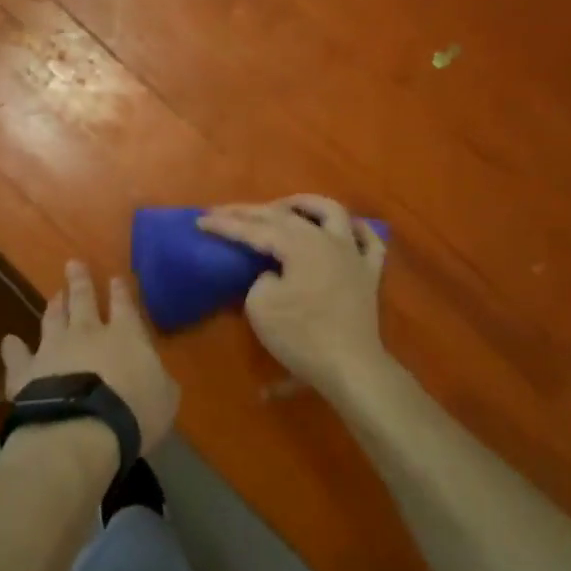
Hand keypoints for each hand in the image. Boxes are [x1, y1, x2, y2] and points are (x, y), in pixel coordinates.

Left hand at [1, 261, 179, 454]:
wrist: (82, 430)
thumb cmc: (134, 413)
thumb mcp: (165, 397)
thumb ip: (158, 379)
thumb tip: (153, 373)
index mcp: (126, 335)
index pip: (124, 305)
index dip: (120, 291)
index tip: (115, 277)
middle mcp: (87, 333)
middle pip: (83, 300)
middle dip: (80, 281)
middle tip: (73, 264)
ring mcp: (53, 349)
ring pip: (52, 319)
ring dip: (54, 306)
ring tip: (55, 295)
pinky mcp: (26, 372)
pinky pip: (18, 356)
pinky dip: (13, 348)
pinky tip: (9, 341)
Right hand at [198, 196, 388, 395]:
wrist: (350, 366)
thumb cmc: (302, 337)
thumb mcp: (261, 307)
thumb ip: (260, 279)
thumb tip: (273, 274)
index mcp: (299, 244)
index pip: (254, 229)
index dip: (226, 225)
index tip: (201, 221)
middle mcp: (327, 239)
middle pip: (285, 216)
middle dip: (251, 212)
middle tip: (224, 211)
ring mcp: (353, 254)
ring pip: (332, 212)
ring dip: (305, 204)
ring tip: (284, 206)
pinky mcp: (369, 273)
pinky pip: (368, 241)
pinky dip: (355, 230)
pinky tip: (346, 228)